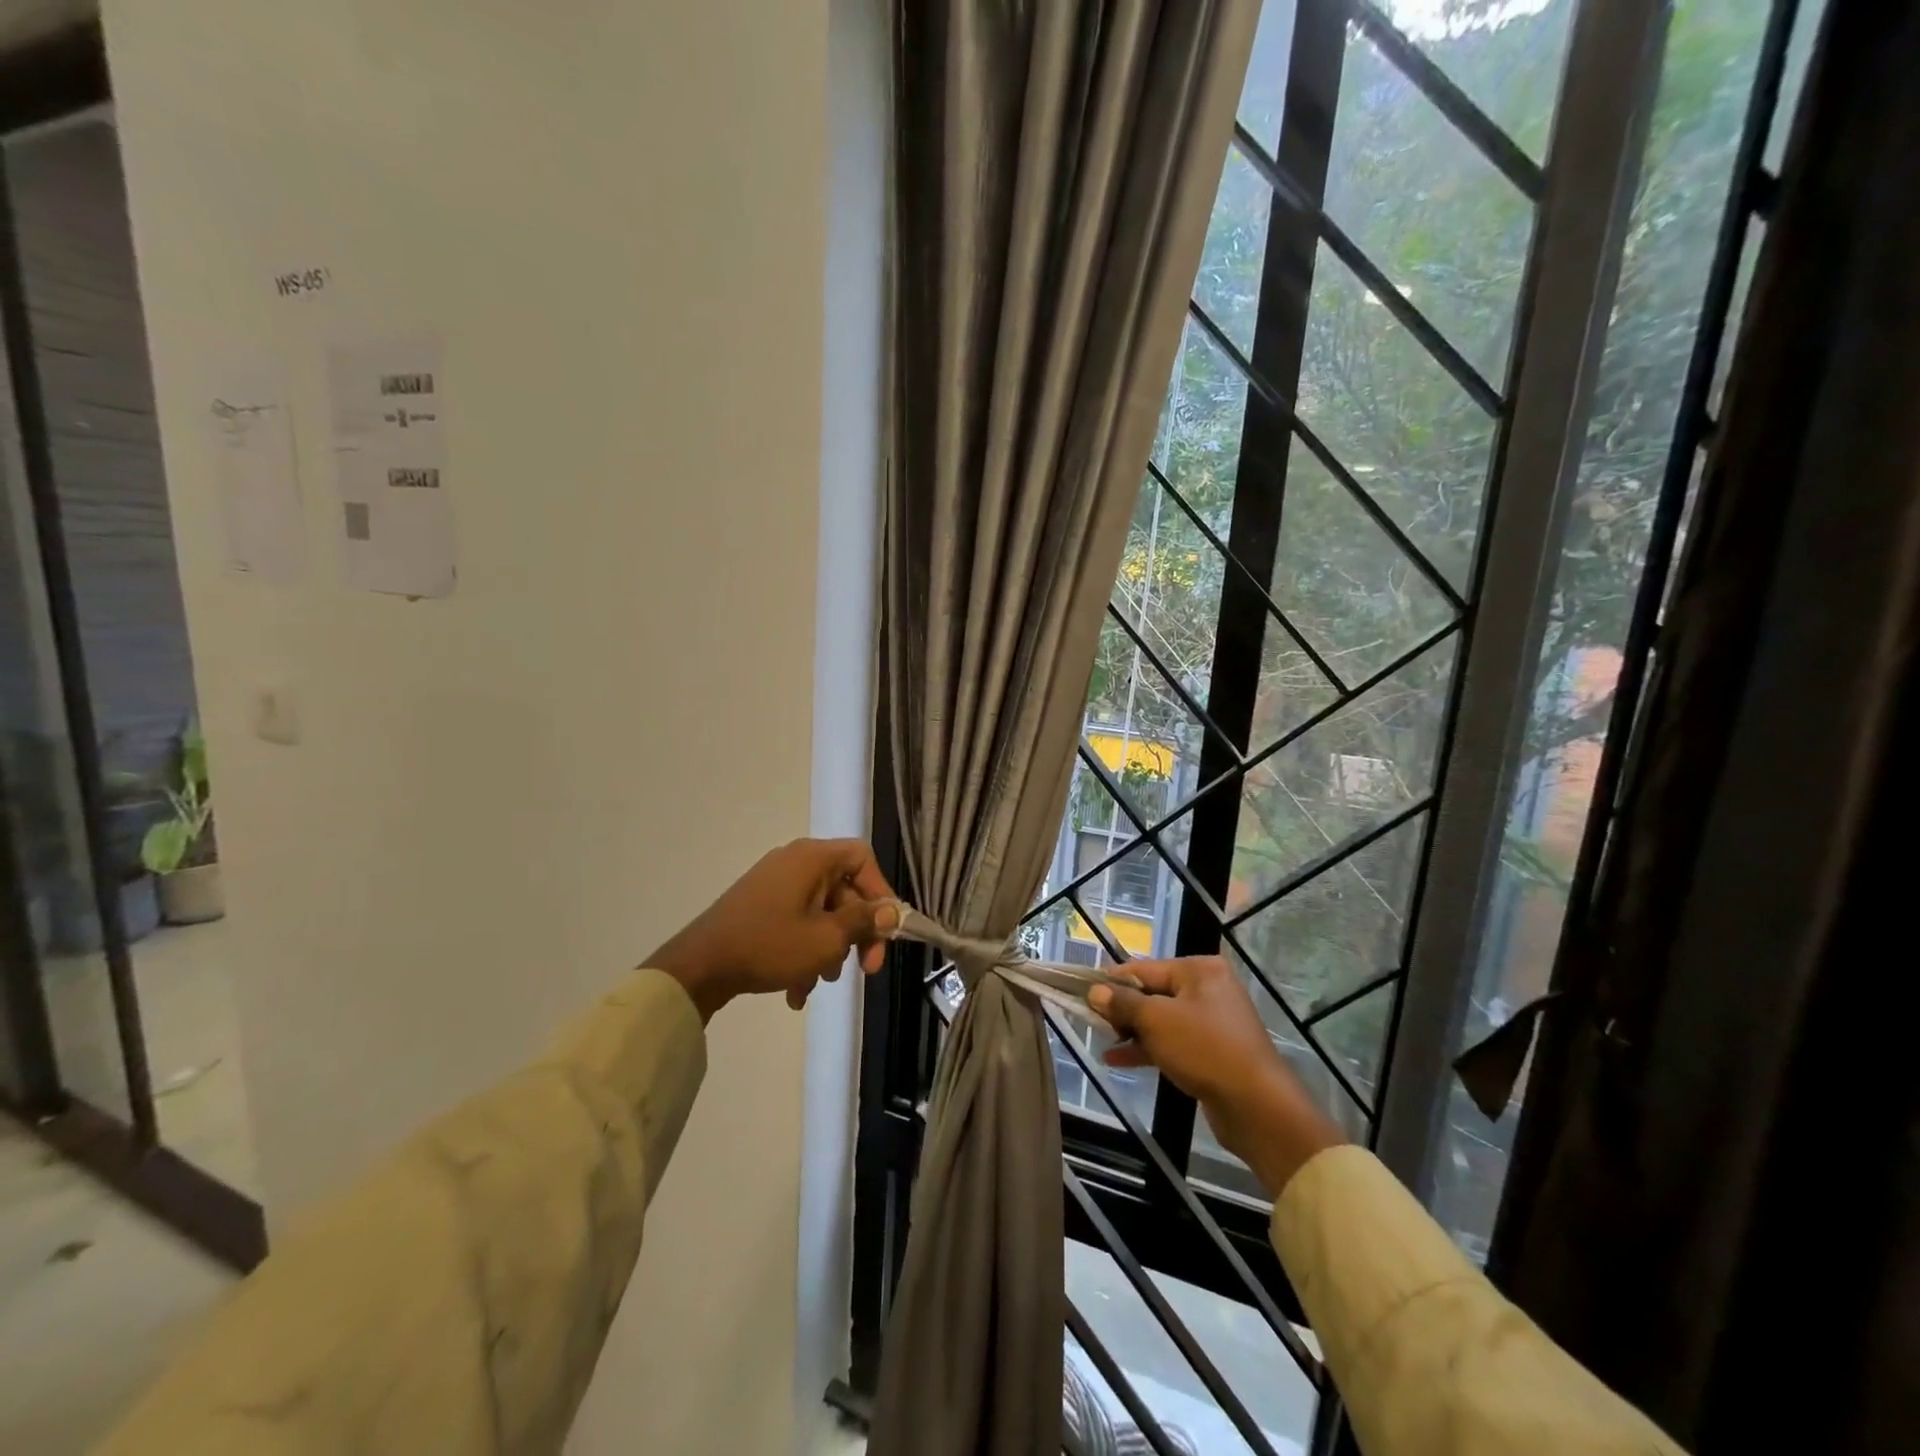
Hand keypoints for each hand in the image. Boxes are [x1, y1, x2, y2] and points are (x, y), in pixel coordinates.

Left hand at [647, 839, 898, 1022]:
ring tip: (821, 983)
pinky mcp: (760, 906)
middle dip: (856, 933)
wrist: (698, 967)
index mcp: (812, 858)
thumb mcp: (826, 939)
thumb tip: (891, 911)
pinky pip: (797, 922)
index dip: (881, 891)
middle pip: (844, 890)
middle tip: (865, 969)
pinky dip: (804, 952)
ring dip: (829, 949)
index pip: (862, 858)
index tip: (886, 928)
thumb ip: (864, 922)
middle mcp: (795, 862)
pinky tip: (796, 992)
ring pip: (822, 912)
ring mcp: (775, 884)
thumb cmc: (769, 945)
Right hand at [1089, 957, 1343, 1197]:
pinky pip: (1172, 1042)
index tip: (1082, 990)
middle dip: (1122, 1008)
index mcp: (1199, 970)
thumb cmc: (1205, 1049)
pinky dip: (1148, 1048)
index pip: (1145, 968)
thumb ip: (1123, 1003)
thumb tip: (1095, 991)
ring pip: (1161, 1019)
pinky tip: (1118, 1059)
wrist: (1257, 1106)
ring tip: (1101, 1040)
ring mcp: (1212, 1021)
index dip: (1112, 980)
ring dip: (1132, 1030)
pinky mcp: (1213, 1051)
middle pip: (1153, 992)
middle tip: (1091, 1020)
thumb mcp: (1156, 1020)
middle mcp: (1208, 989)